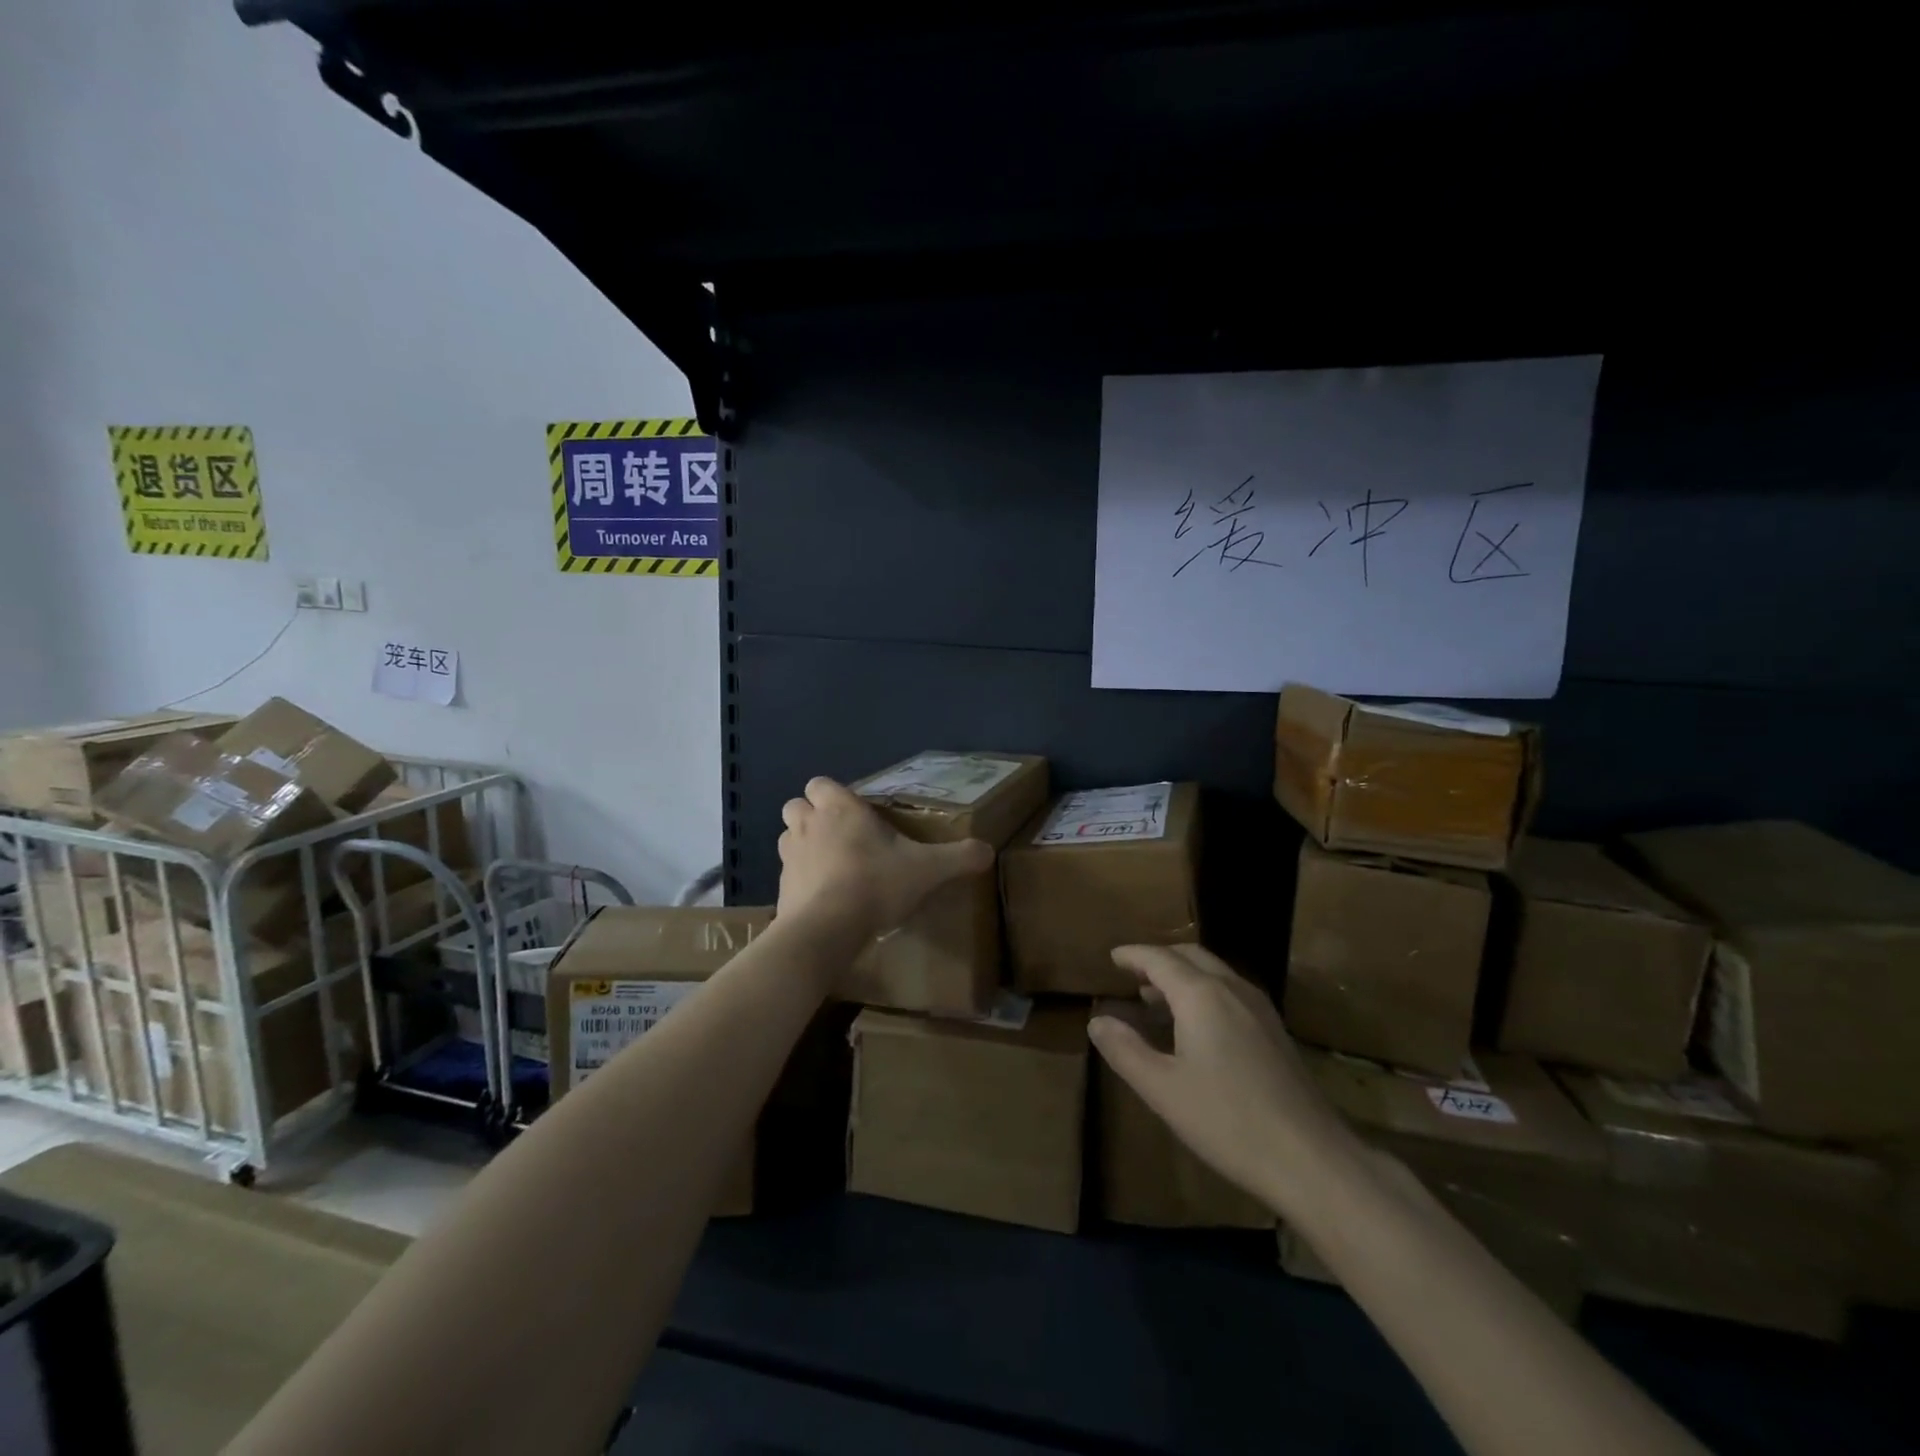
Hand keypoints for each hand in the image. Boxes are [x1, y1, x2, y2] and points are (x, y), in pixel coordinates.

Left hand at [776, 777, 993, 940]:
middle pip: (797, 806)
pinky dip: (802, 881)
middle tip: (841, 836)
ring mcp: (789, 857)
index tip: (854, 812)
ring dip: (804, 846)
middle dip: (813, 816)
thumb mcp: (928, 870)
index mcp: (840, 809)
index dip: (832, 794)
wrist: (826, 930)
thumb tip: (988, 851)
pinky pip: (788, 875)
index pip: (820, 783)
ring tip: (831, 866)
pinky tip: (824, 899)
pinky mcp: (780, 888)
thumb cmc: (875, 885)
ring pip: (788, 838)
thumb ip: (959, 857)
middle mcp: (808, 825)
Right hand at [1088, 944, 1347, 1216]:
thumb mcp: (1162, 1089)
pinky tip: (1196, 1024)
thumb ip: (1125, 1050)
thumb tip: (1098, 1020)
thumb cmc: (1228, 1121)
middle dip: (1159, 959)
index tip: (1112, 957)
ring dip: (1182, 975)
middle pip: (1190, 956)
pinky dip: (1204, 991)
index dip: (1133, 955)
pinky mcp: (1275, 1030)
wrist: (1311, 1159)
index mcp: (1201, 995)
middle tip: (1131, 973)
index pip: (1159, 959)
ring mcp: (1259, 1008)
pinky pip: (1230, 991)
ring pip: (1214, 972)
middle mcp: (1232, 989)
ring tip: (1155, 997)